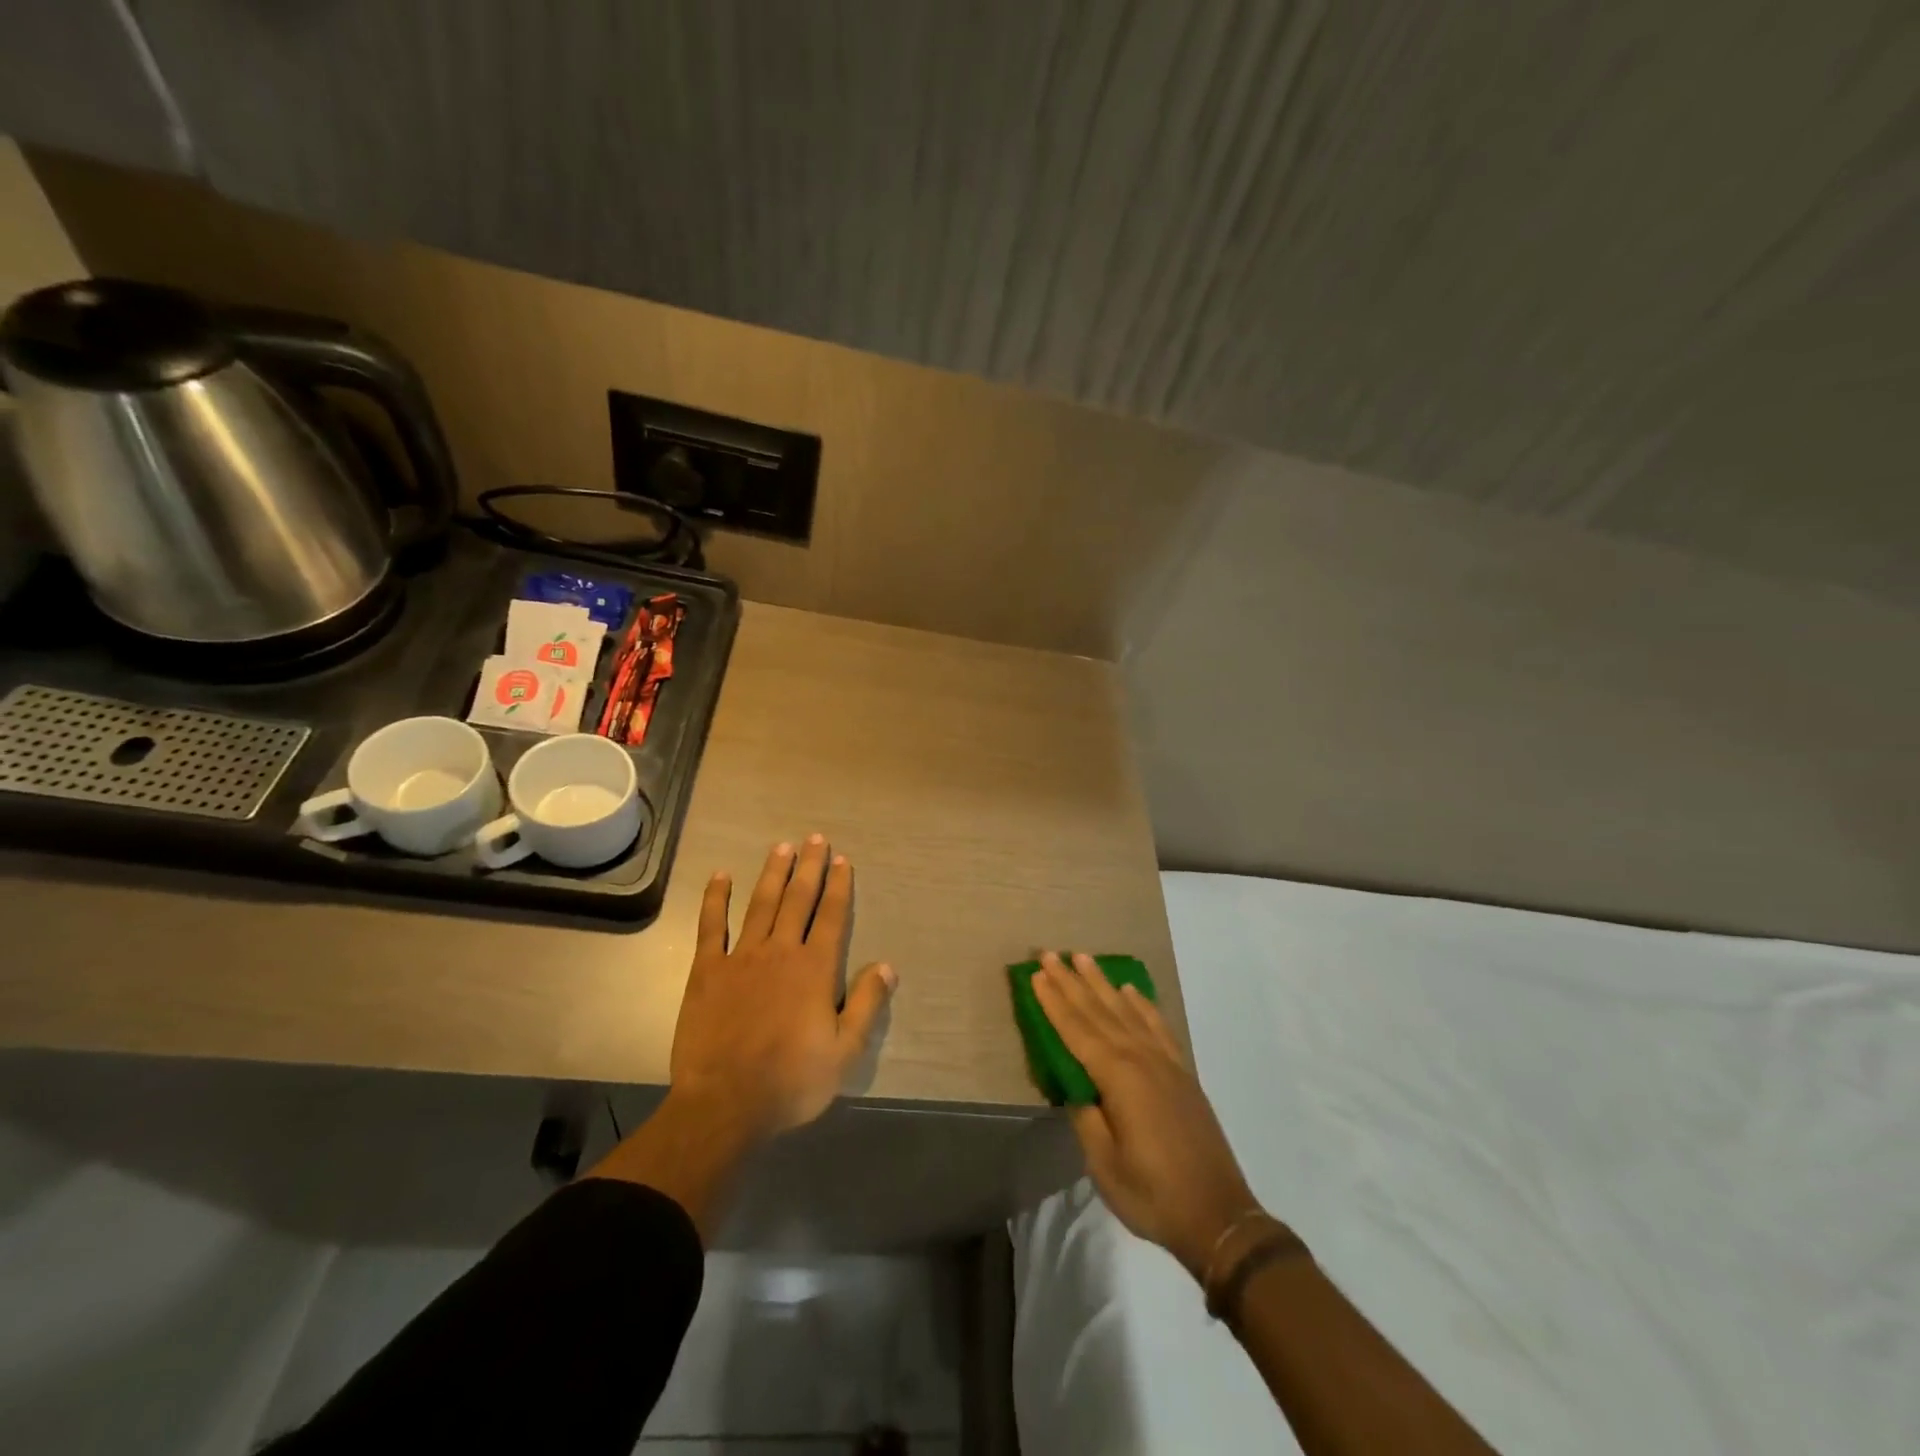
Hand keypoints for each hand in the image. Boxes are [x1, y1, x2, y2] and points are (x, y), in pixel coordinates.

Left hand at [670, 836, 896, 1138]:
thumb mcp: (845, 1051)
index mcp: (815, 969)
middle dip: (810, 867)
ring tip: (781, 846)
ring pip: (760, 904)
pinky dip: (716, 899)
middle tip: (815, 838)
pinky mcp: (707, 970)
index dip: (839, 886)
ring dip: (772, 873)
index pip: (832, 916)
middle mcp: (781, 951)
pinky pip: (711, 926)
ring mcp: (741, 957)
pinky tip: (721, 876)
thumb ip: (867, 1005)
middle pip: (798, 900)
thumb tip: (888, 966)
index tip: (843, 859)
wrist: (725, 1103)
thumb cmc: (791, 1081)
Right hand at [1033, 951, 1258, 1277]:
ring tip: (1084, 958)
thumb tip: (1076, 1086)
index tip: (1036, 974)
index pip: (1077, 1030)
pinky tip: (1131, 991)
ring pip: (1126, 1011)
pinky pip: (1157, 1026)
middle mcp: (1141, 1058)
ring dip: (1102, 984)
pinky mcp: (1181, 1073)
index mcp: (1118, 1077)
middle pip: (1099, 1011)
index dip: (1054, 1002)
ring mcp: (1165, 1063)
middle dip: (1072, 982)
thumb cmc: (1153, 1194)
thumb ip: (1086, 1117)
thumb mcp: (1103, 1164)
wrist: (1219, 1216)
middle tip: (1051, 954)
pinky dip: (1142, 1005)